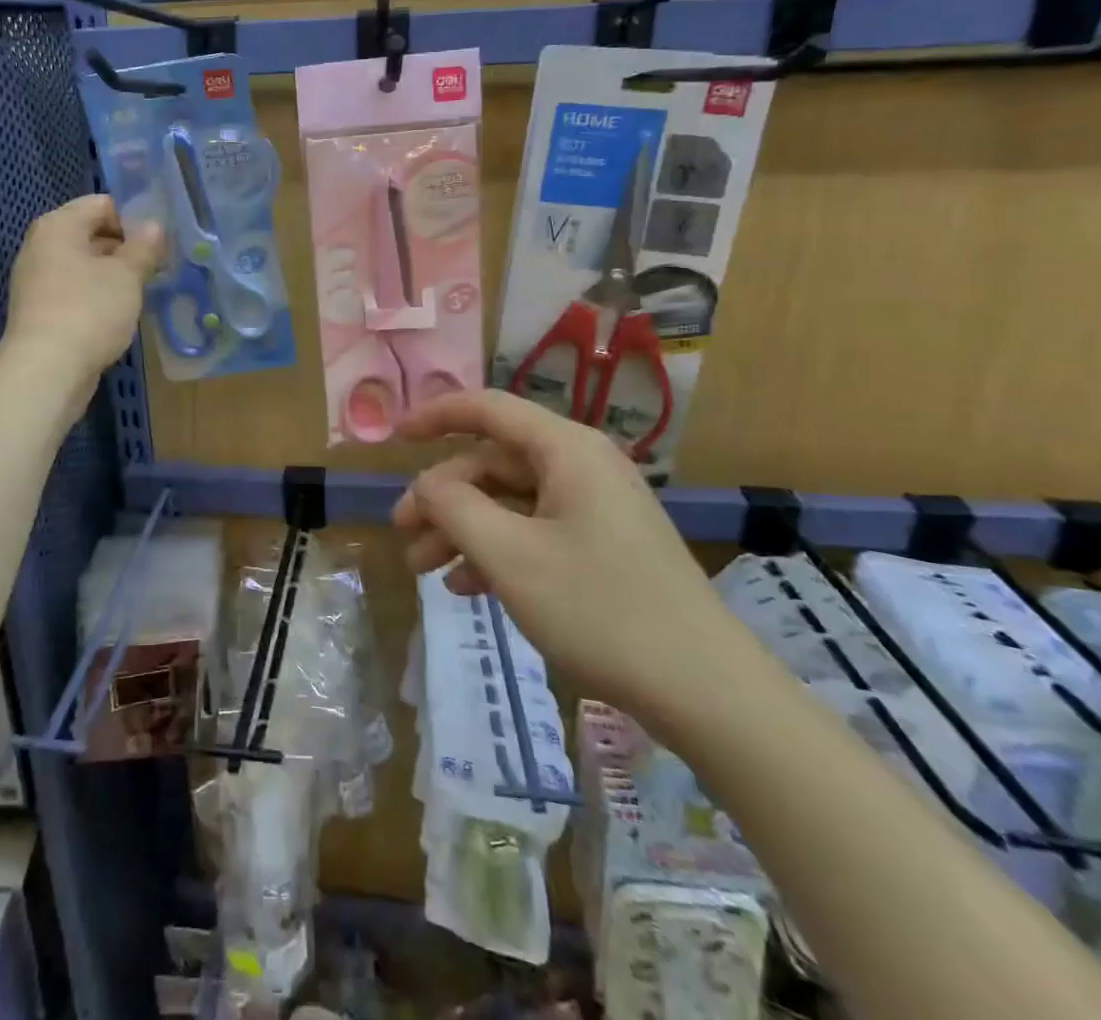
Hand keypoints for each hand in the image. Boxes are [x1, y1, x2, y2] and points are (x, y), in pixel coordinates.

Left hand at [3, 195, 163, 386]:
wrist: (47, 372)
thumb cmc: (89, 311)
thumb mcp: (126, 276)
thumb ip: (143, 247)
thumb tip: (154, 226)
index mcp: (58, 226)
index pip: (102, 204)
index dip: (134, 218)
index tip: (160, 241)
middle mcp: (42, 247)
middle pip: (91, 233)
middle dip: (126, 248)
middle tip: (158, 266)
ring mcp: (38, 280)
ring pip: (85, 265)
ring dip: (114, 274)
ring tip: (144, 290)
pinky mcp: (41, 311)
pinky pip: (76, 291)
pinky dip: (98, 296)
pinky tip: (120, 313)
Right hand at [394, 390, 757, 731]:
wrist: (706, 691)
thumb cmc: (600, 609)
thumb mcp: (510, 555)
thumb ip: (455, 507)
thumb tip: (426, 485)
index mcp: (566, 450)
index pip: (488, 408)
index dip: (436, 415)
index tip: (394, 436)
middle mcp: (581, 467)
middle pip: (493, 463)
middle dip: (442, 496)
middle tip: (401, 533)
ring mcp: (595, 508)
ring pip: (510, 502)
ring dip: (463, 529)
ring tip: (423, 570)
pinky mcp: (603, 546)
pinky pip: (534, 531)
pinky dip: (496, 552)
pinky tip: (468, 588)